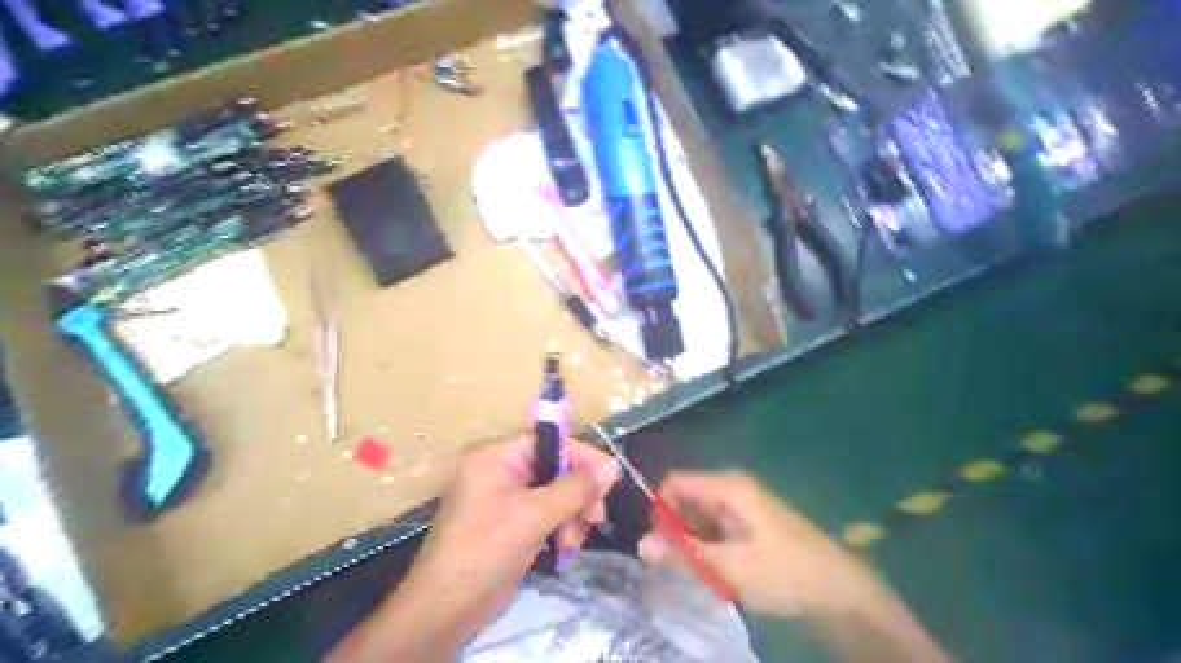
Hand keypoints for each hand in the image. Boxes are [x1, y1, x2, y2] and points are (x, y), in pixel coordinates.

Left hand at [391, 438, 625, 653]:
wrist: (446, 610)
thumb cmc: (486, 549)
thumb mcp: (534, 514)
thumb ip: (575, 488)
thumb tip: (612, 466)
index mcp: (496, 457)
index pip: (547, 441)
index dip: (581, 455)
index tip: (611, 475)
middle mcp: (500, 472)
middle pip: (554, 468)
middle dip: (577, 494)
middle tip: (595, 516)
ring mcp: (505, 499)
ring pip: (555, 494)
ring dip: (570, 517)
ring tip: (571, 543)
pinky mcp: (511, 525)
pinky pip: (546, 515)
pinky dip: (559, 529)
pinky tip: (563, 551)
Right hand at [636, 472, 884, 622]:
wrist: (839, 591)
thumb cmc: (784, 571)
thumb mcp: (730, 566)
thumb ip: (684, 553)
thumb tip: (641, 544)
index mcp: (728, 487)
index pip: (675, 483)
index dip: (660, 510)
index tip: (659, 544)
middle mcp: (732, 489)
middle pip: (686, 498)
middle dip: (675, 529)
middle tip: (676, 564)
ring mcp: (743, 508)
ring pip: (700, 517)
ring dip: (691, 542)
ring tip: (696, 572)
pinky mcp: (749, 526)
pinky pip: (715, 529)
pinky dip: (707, 548)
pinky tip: (714, 572)